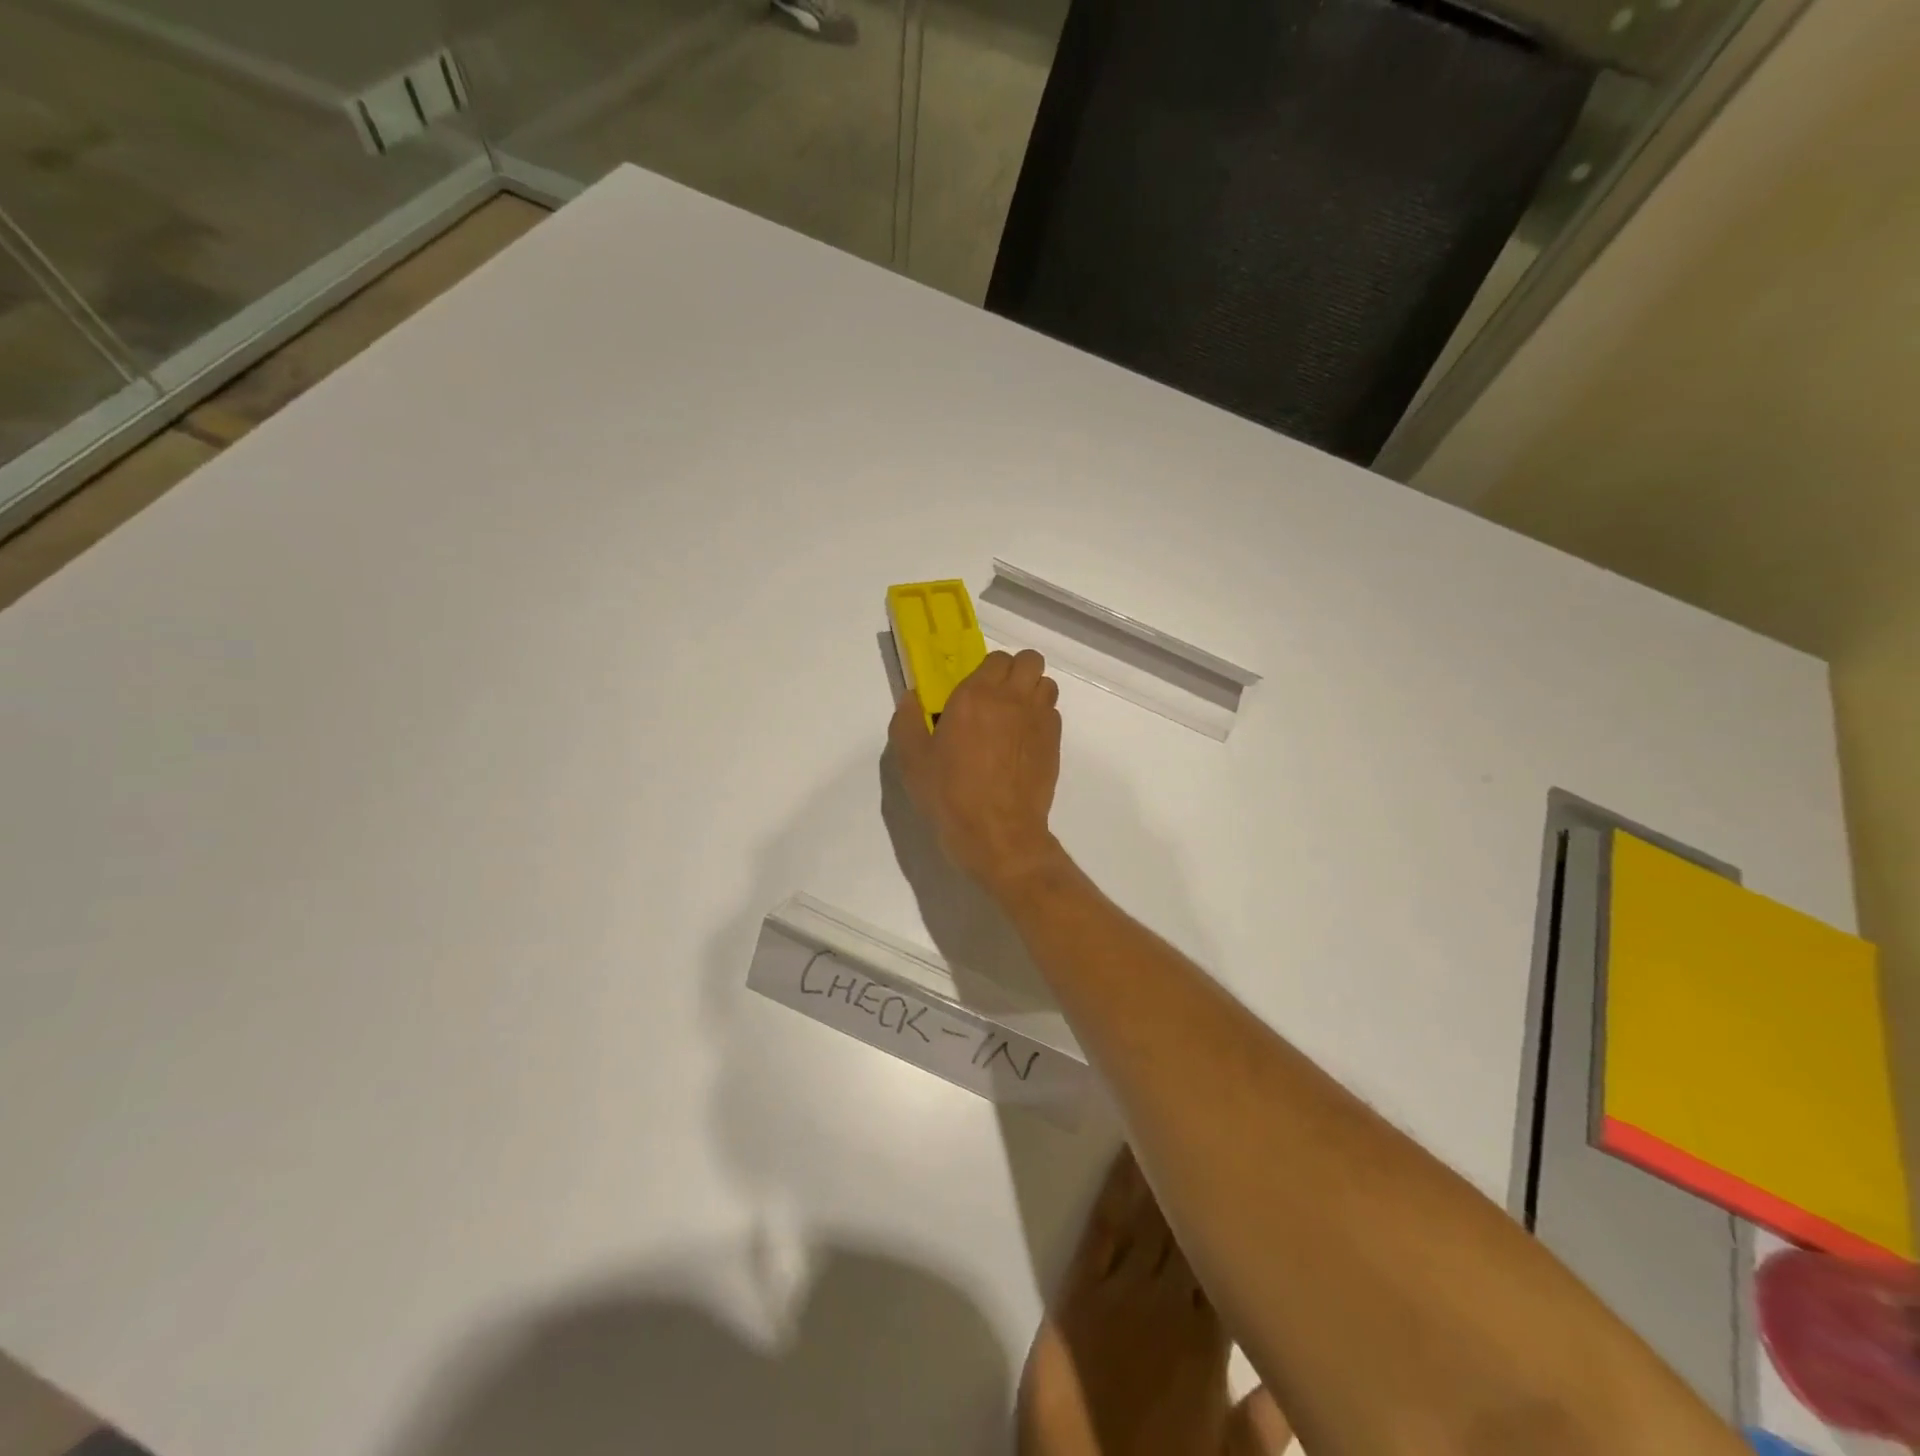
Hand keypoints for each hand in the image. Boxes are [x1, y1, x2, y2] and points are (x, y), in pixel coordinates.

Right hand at [889, 649, 1064, 896]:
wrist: (997, 833)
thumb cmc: (949, 795)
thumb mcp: (912, 760)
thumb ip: (907, 721)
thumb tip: (912, 698)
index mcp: (976, 695)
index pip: (996, 657)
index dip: (986, 670)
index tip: (972, 691)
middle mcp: (1012, 699)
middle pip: (1029, 660)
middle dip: (1015, 671)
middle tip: (997, 696)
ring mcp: (1038, 720)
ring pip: (1046, 684)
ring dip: (1031, 691)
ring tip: (1013, 716)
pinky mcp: (1054, 743)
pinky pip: (1053, 713)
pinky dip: (1041, 717)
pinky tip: (1022, 742)